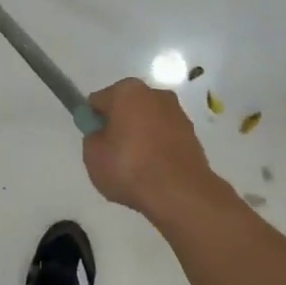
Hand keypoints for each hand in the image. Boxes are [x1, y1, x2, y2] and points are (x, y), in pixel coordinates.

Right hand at [82, 77, 224, 221]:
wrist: (179, 193)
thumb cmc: (129, 168)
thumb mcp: (93, 155)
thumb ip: (93, 137)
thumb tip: (102, 133)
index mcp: (127, 91)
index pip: (98, 101)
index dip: (93, 122)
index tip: (95, 143)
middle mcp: (155, 94)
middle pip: (126, 108)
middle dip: (118, 126)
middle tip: (113, 155)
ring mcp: (177, 113)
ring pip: (147, 122)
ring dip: (139, 137)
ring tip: (135, 167)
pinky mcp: (192, 134)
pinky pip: (164, 137)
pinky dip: (156, 148)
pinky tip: (153, 170)